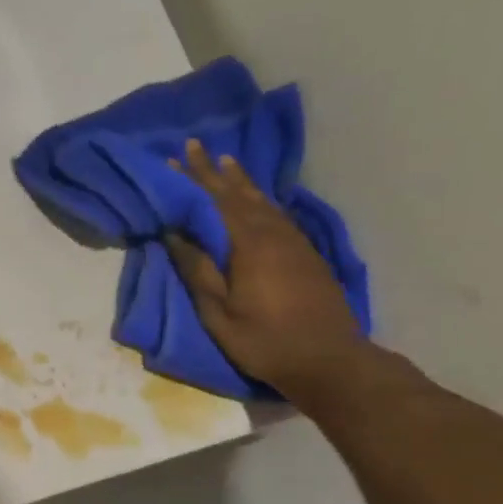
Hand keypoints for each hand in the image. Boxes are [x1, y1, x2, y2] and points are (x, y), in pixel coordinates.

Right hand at [165, 140, 366, 396]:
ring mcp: (293, 241)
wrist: (327, 357)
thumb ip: (198, 271)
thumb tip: (175, 234)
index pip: (214, 202)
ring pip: (262, 201)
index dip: (193, 181)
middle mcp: (273, 232)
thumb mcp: (219, 314)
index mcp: (248, 244)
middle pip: (239, 194)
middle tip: (195, 146)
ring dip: (240, 181)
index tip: (175, 158)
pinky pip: (276, 213)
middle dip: (214, 171)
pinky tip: (257, 199)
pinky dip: (260, 199)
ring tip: (226, 161)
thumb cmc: (264, 341)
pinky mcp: (305, 253)